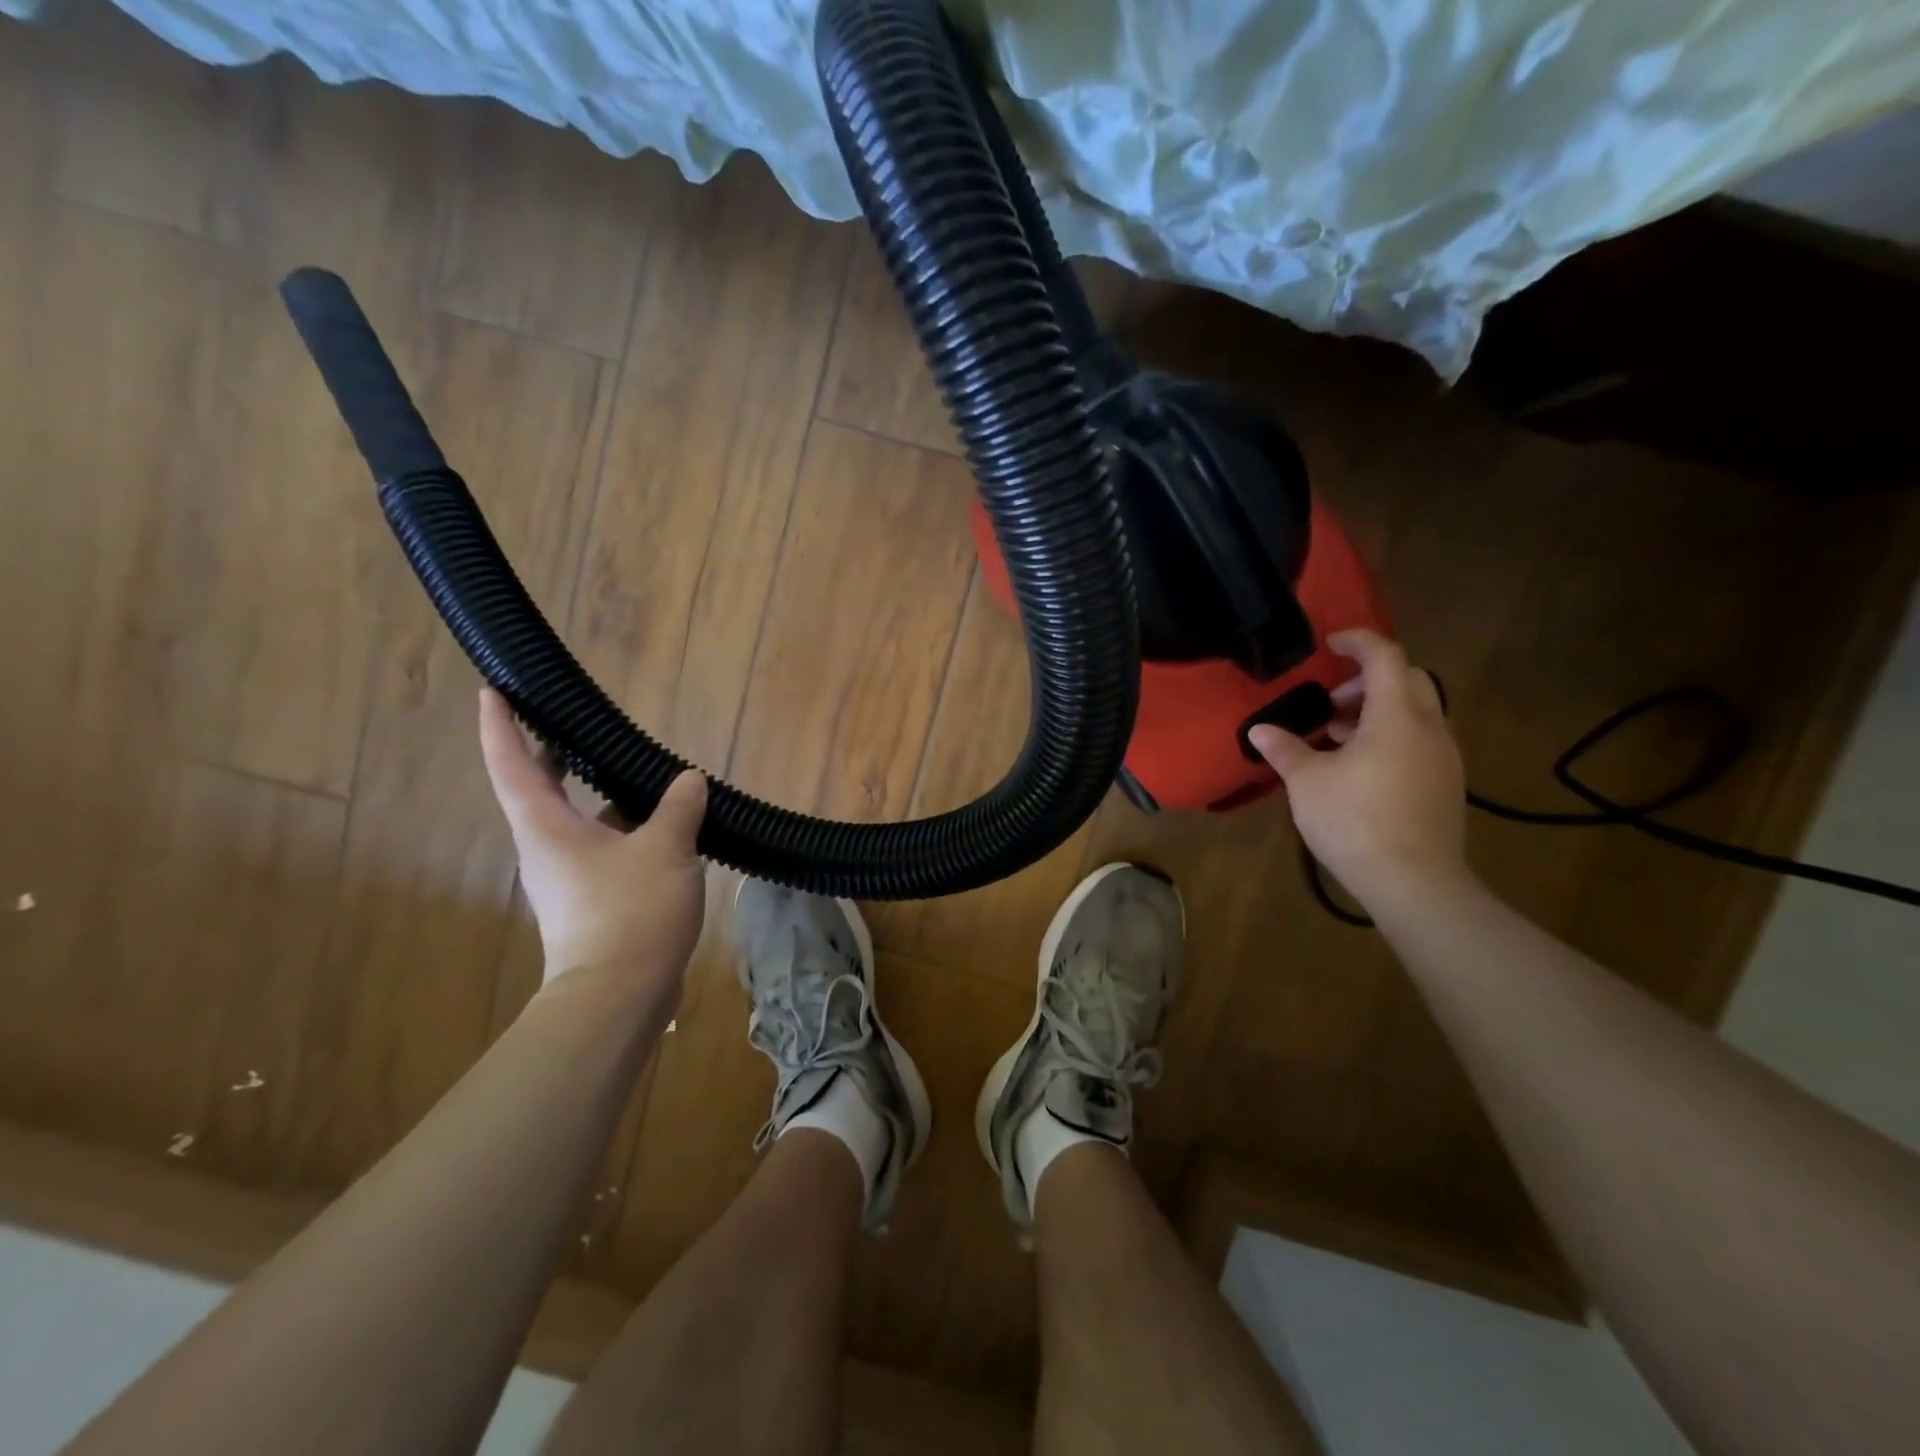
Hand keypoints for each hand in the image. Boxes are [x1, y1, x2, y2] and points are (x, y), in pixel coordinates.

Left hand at [478, 689, 707, 1001]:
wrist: (619, 995)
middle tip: (571, 722)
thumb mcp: (666, 848)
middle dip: (551, 754)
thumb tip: (689, 779)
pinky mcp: (591, 902)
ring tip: (639, 772)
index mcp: (548, 827)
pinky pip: (603, 850)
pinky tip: (663, 827)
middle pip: (541, 790)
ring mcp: (568, 879)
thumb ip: (678, 807)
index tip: (493, 692)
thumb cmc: (631, 911)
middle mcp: (548, 849)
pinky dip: (625, 830)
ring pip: (579, 822)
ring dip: (601, 796)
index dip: (501, 726)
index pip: (513, 765)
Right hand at [1249, 630, 1468, 908]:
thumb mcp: (1307, 781)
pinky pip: (1419, 740)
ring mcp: (1443, 757)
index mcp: (1396, 716)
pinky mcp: (1446, 784)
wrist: (1413, 881)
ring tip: (1337, 738)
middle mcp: (1429, 728)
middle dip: (1367, 680)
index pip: (1385, 657)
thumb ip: (1285, 749)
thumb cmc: (1354, 820)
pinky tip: (1359, 768)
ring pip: (1415, 712)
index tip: (1330, 643)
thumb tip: (1259, 730)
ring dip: (1376, 711)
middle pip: (1407, 680)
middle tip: (1330, 702)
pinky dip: (1390, 736)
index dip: (1358, 641)